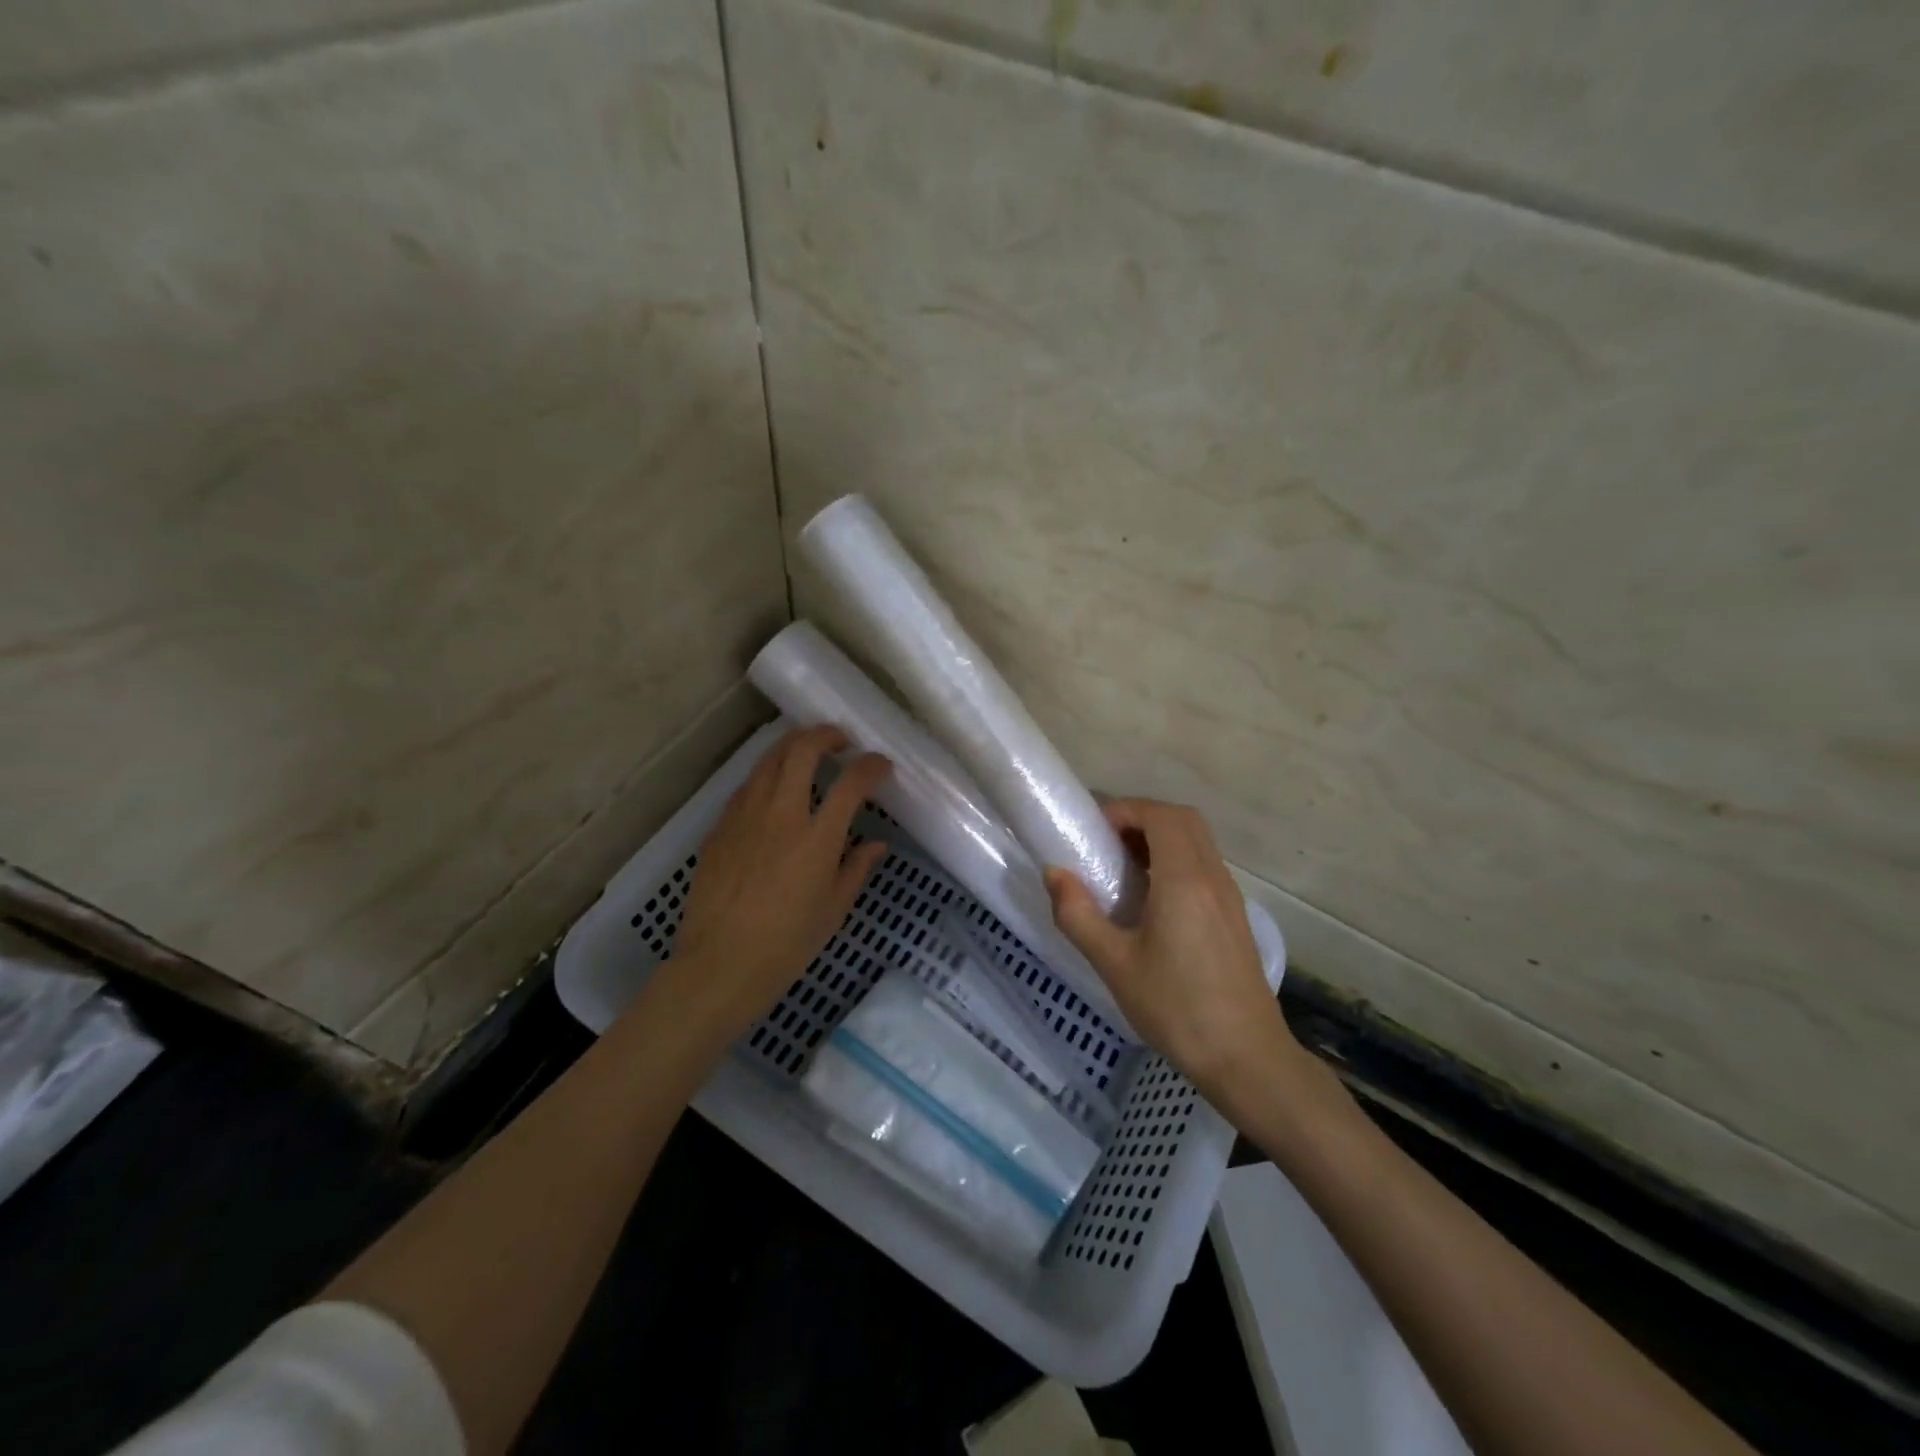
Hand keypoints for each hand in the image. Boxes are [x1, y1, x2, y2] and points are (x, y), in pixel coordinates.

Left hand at [643, 725, 890, 1045]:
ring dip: (793, 747)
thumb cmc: (787, 944)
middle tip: (840, 741)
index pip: (851, 782)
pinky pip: (747, 787)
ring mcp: (745, 816)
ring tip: (807, 754)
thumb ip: (856, 867)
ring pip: (768, 759)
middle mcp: (781, 814)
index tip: (881, 765)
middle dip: (825, 734)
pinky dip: (767, 776)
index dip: (871, 766)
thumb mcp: (833, 909)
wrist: (720, 964)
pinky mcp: (720, 827)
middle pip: (802, 750)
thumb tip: (876, 844)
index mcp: (817, 837)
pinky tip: (774, 792)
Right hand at [1043, 799, 1308, 1101]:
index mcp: (1184, 880)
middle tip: (1107, 844)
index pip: (1161, 815)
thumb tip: (1054, 872)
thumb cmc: (1176, 1008)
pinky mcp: (1234, 916)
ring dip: (1161, 838)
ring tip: (1123, 869)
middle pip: (1183, 819)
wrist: (1246, 1057)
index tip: (1094, 832)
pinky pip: (1205, 865)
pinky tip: (1152, 899)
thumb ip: (1078, 914)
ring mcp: (1229, 896)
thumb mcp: (1114, 964)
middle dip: (1142, 817)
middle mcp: (1212, 877)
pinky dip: (1177, 860)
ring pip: (1198, 841)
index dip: (1126, 810)